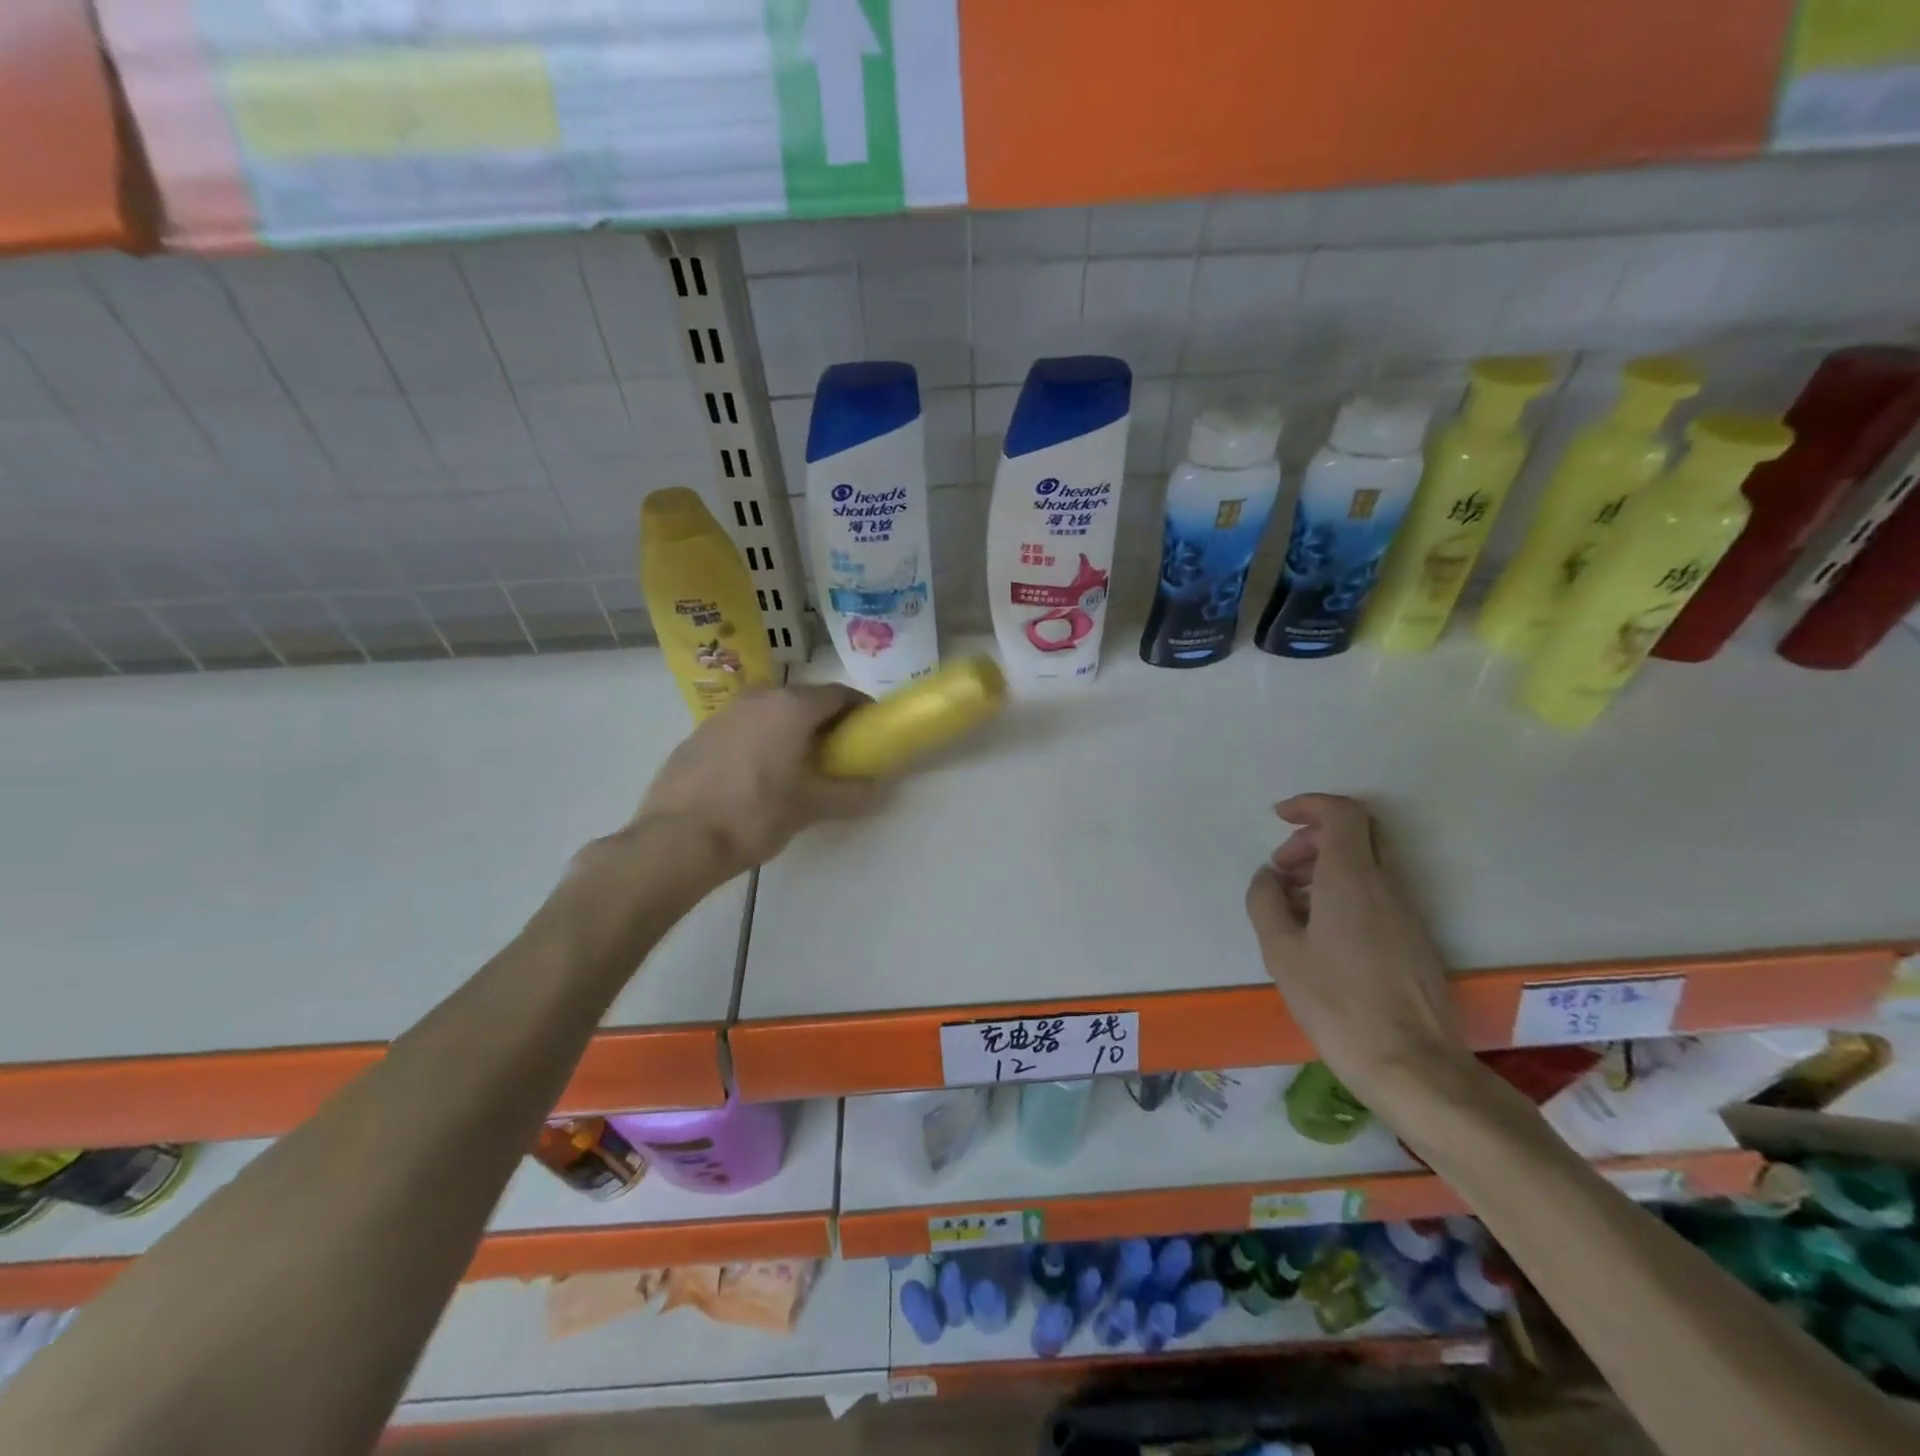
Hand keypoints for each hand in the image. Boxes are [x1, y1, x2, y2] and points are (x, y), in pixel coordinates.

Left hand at [628, 684, 885, 879]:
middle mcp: (759, 698)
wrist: (677, 839)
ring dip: (790, 729)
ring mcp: (724, 713)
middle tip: (838, 752)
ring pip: (771, 712)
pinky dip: (760, 740)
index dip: (860, 710)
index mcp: (792, 707)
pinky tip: (757, 774)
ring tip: (797, 765)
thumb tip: (880, 787)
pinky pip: (743, 727)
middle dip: (825, 721)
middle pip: (804, 699)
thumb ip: (852, 793)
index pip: (840, 694)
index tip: (870, 731)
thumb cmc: (755, 815)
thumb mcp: (812, 807)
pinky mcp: (699, 733)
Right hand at [1244, 794, 1469, 1110]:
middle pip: (1356, 835)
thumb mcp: (1281, 951)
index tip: (1280, 817)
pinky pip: (1377, 893)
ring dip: (1326, 868)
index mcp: (1352, 880)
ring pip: (1367, 865)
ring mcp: (1407, 912)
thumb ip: (1266, 901)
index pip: (1342, 814)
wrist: (1412, 1065)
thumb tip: (1269, 877)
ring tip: (1292, 903)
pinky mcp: (1415, 939)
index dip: (1310, 805)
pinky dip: (1345, 892)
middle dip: (1313, 838)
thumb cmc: (1337, 1003)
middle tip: (1281, 868)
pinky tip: (1320, 931)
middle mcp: (1386, 886)